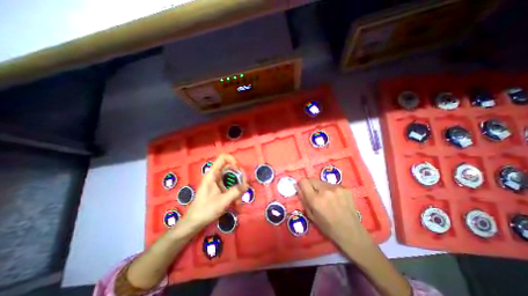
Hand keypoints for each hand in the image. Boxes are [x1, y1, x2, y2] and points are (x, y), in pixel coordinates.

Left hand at [182, 153, 246, 231]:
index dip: (233, 160)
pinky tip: (236, 203)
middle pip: (231, 168)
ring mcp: (218, 182)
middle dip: (240, 177)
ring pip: (232, 178)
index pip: (223, 158)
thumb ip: (235, 192)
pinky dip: (235, 192)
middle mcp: (216, 175)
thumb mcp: (222, 201)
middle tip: (244, 187)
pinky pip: (231, 186)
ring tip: (239, 200)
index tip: (238, 170)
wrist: (195, 222)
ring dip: (238, 187)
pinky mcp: (220, 188)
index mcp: (213, 174)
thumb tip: (246, 185)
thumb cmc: (205, 210)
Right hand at [295, 178, 372, 251]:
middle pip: (312, 179)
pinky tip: (336, 199)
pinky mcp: (345, 188)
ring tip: (327, 198)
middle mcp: (325, 191)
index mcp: (315, 199)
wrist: (351, 232)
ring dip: (321, 187)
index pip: (303, 181)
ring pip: (322, 182)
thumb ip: (303, 199)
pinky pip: (332, 185)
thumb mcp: (311, 216)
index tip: (303, 188)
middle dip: (311, 185)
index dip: (301, 183)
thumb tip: (298, 187)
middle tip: (314, 194)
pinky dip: (331, 190)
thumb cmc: (328, 227)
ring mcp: (336, 188)